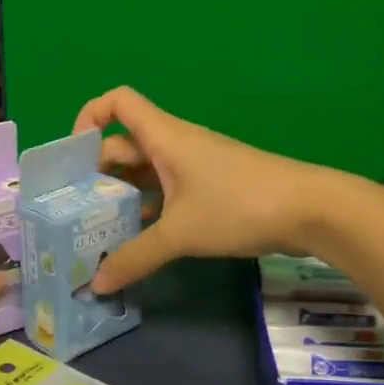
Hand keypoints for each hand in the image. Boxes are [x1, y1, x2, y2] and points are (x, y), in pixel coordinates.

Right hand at [71, 87, 333, 292]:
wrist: (310, 209)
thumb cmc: (237, 205)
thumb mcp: (180, 233)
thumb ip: (135, 257)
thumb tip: (97, 282)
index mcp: (163, 137)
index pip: (116, 102)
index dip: (89, 117)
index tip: (73, 157)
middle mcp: (174, 144)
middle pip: (124, 145)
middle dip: (98, 174)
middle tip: (76, 212)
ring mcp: (195, 166)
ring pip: (146, 173)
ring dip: (123, 196)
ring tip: (99, 232)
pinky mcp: (211, 187)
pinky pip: (168, 191)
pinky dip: (150, 210)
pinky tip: (139, 241)